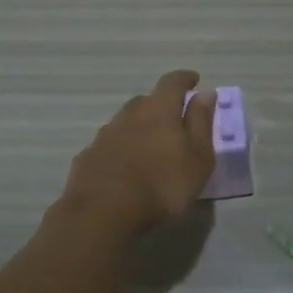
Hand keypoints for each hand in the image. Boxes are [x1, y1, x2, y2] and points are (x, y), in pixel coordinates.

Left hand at [61, 70, 216, 232]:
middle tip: (173, 120)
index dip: (185, 79)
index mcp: (159, 110)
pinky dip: (120, 149)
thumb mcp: (197, 156)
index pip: (173, 82)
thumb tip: (205, 94)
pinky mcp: (87, 158)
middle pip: (146, 100)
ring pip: (125, 122)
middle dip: (161, 105)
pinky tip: (124, 167)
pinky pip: (109, 145)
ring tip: (149, 146)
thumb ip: (201, 122)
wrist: (102, 213)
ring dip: (139, 127)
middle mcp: (129, 115)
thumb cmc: (162, 185)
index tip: (194, 80)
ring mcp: (104, 136)